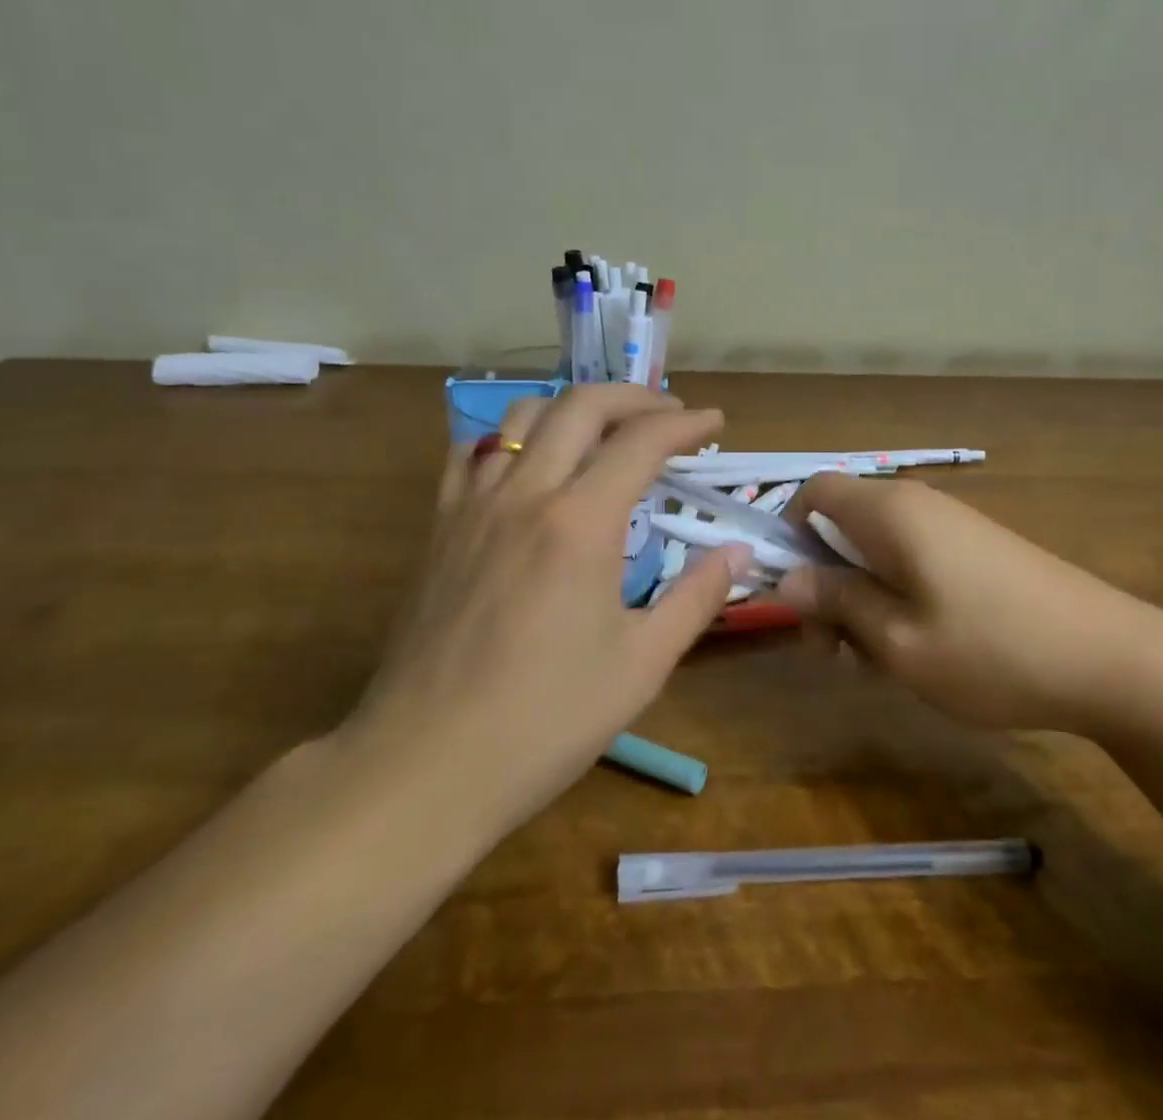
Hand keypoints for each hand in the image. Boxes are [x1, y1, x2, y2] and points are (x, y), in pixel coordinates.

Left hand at [338, 385, 749, 834]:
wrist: (425, 766)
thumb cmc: (545, 720)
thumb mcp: (641, 665)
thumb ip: (695, 598)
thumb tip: (736, 552)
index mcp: (580, 523)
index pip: (641, 441)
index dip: (685, 424)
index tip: (714, 423)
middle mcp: (525, 495)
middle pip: (581, 406)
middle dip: (634, 397)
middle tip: (669, 414)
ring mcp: (473, 506)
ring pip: (523, 418)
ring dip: (573, 409)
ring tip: (605, 431)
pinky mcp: (440, 529)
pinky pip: (473, 454)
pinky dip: (511, 439)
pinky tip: (529, 464)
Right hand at [774, 474, 1162, 733]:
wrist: (1112, 659)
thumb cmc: (991, 650)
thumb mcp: (897, 638)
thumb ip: (836, 600)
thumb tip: (787, 578)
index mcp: (890, 512)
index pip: (814, 490)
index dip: (790, 534)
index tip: (797, 595)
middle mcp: (918, 505)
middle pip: (842, 526)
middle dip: (825, 584)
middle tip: (834, 653)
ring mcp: (953, 527)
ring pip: (877, 552)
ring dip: (861, 600)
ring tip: (877, 664)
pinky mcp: (978, 551)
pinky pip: (914, 563)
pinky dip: (897, 600)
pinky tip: (918, 652)